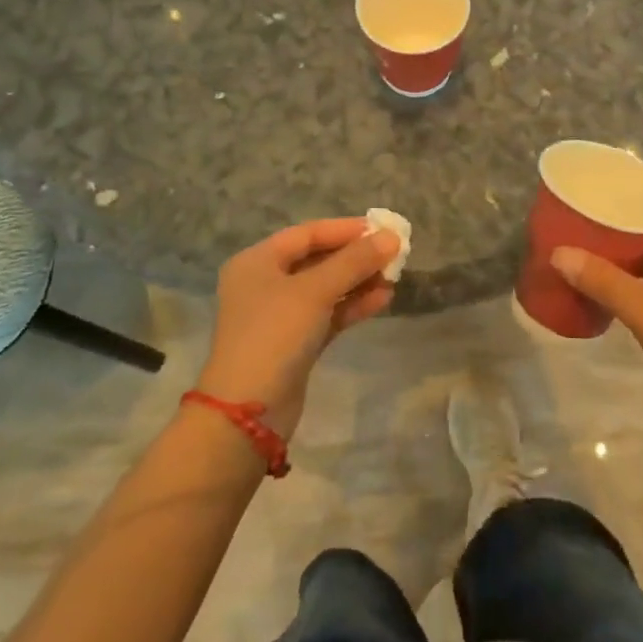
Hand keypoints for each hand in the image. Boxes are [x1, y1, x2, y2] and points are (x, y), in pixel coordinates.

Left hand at [197, 218, 399, 437]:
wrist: (248, 412)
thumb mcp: (316, 291)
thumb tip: (391, 237)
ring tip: (394, 277)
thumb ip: (355, 261)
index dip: (346, 229)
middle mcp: (265, 284)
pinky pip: (328, 314)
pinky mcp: (295, 343)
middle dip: (356, 257)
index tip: (382, 228)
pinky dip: (353, 306)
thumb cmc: (275, 335)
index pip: (308, 233)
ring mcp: (280, 316)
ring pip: (326, 288)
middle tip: (394, 254)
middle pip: (318, 260)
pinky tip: (383, 300)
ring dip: (359, 281)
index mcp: (258, 262)